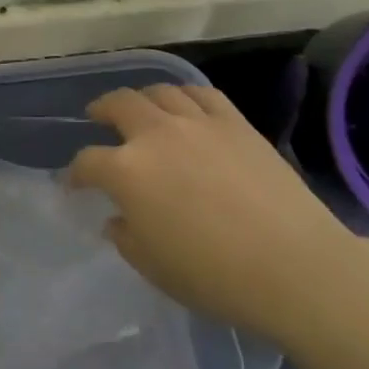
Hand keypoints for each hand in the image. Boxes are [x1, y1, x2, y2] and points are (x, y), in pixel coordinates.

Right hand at [69, 85, 363, 327]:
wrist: (293, 266)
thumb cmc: (213, 276)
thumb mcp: (152, 266)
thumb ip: (126, 236)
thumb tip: (119, 218)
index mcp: (126, 172)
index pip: (87, 162)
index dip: (75, 173)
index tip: (74, 184)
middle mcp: (156, 135)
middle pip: (118, 105)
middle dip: (101, 110)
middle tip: (96, 118)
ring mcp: (198, 123)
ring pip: (160, 92)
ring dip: (142, 98)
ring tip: (140, 109)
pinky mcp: (236, 123)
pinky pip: (202, 94)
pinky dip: (184, 95)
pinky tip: (184, 105)